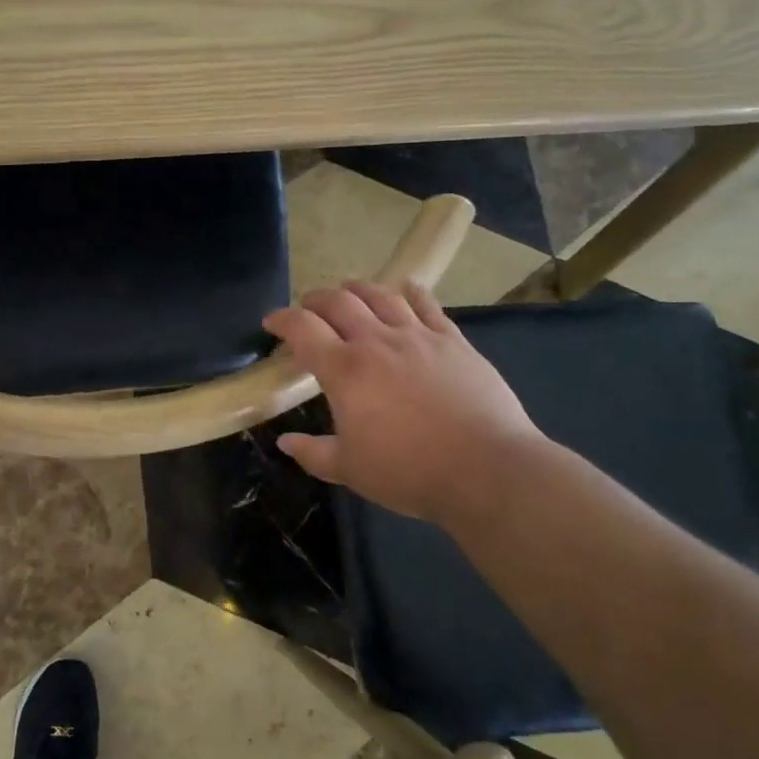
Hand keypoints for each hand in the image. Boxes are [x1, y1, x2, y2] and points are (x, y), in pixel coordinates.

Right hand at [262, 282, 542, 524]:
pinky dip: (412, 292)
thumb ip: (313, 453)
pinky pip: (428, 305)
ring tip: (348, 291)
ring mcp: (418, 336)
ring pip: (381, 295)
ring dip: (357, 289)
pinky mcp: (453, 341)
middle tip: (307, 307)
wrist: (486, 469)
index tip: (271, 322)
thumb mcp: (350, 470)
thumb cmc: (409, 471)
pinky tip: (406, 287)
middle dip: (316, 299)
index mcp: (345, 370)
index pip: (302, 329)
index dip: (281, 320)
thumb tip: (284, 443)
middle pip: (339, 302)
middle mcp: (377, 341)